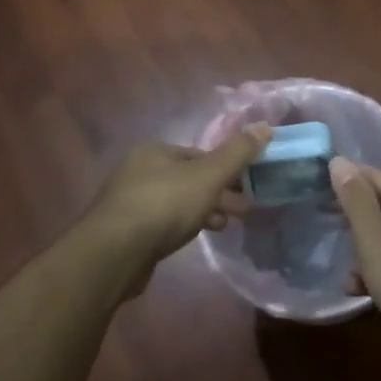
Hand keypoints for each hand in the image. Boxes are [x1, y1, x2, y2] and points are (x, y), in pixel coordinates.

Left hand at [87, 126, 270, 269]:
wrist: (115, 253)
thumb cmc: (165, 205)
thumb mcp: (209, 176)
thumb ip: (237, 153)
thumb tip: (265, 127)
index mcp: (155, 150)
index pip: (200, 154)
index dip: (227, 168)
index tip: (248, 186)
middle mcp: (138, 169)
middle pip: (189, 177)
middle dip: (217, 192)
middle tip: (243, 210)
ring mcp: (129, 200)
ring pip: (177, 200)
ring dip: (203, 210)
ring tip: (225, 225)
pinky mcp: (126, 230)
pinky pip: (163, 221)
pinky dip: (183, 225)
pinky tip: (193, 237)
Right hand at [329, 159, 380, 357]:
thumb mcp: (374, 240)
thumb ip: (355, 200)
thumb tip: (339, 161)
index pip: (375, 174)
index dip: (346, 181)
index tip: (320, 194)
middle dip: (357, 222)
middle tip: (332, 235)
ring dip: (370, 251)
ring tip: (349, 277)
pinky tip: (369, 291)